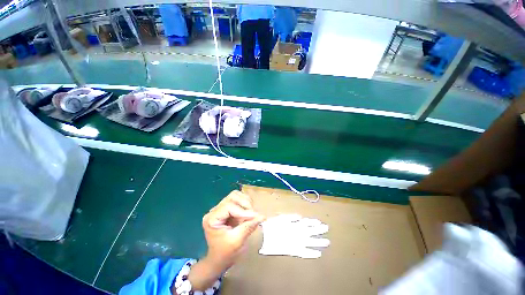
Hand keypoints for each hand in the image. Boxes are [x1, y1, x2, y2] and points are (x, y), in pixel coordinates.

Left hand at [175, 190, 265, 292]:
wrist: (220, 259)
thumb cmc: (225, 253)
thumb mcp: (237, 241)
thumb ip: (248, 227)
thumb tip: (262, 216)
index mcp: (212, 219)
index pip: (228, 206)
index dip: (243, 211)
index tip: (255, 217)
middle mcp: (215, 210)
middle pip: (232, 197)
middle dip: (245, 204)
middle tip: (253, 215)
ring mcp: (221, 208)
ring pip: (235, 195)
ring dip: (246, 202)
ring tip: (251, 213)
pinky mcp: (228, 208)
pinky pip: (238, 199)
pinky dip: (246, 203)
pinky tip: (249, 212)